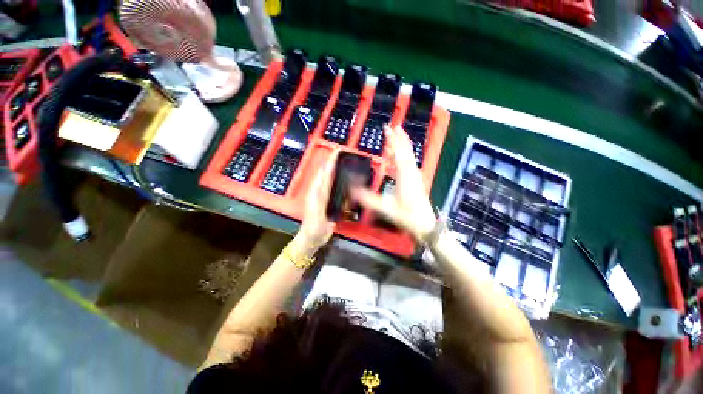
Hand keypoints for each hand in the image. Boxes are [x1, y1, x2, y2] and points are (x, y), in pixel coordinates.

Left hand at [296, 150, 337, 250]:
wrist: (312, 239)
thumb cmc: (313, 229)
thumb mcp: (317, 216)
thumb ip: (320, 200)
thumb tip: (323, 183)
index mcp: (316, 193)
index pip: (324, 174)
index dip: (330, 163)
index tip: (337, 152)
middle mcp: (319, 192)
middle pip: (327, 175)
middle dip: (334, 164)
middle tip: (344, 155)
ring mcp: (324, 197)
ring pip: (331, 181)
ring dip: (336, 171)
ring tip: (345, 164)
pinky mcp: (328, 203)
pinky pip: (334, 190)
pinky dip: (339, 184)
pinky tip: (345, 182)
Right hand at [351, 125, 435, 240]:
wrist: (425, 225)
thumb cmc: (407, 216)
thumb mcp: (385, 208)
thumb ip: (368, 199)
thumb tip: (352, 190)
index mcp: (405, 175)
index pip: (398, 152)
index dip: (393, 139)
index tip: (388, 127)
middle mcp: (411, 172)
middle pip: (406, 150)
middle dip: (400, 137)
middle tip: (393, 126)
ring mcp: (415, 175)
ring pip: (409, 155)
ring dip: (403, 144)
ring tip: (398, 135)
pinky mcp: (416, 180)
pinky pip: (409, 162)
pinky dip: (404, 154)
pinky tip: (401, 156)